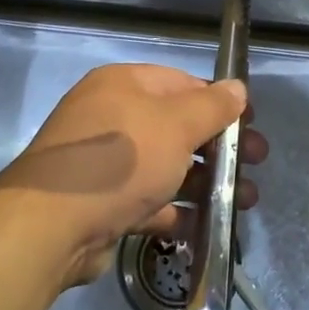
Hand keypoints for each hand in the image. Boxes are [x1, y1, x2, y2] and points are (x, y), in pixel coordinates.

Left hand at [0, 63, 267, 287]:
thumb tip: (237, 88)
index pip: (181, 83)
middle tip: (256, 164)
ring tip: (244, 202)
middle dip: (219, 147)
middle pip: (176, 127)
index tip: (250, 124)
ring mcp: (104, 163)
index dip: (220, 102)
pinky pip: (148, 201)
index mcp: (123, 86)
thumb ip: (212, 106)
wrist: (52, 225)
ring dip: (205, 182)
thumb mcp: (176, 125)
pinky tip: (205, 225)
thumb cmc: (121, 160)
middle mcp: (111, 118)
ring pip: (165, 166)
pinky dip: (175, 210)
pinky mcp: (101, 203)